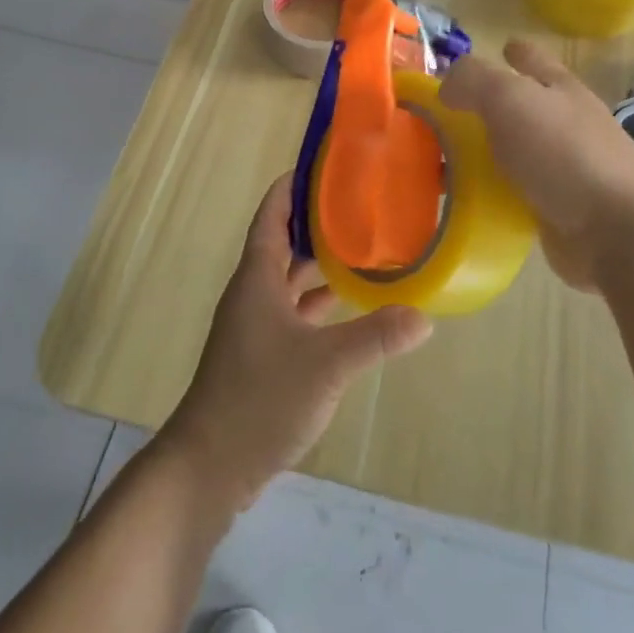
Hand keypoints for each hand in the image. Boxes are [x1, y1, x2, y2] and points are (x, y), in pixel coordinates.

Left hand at [160, 174, 432, 509]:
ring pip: (288, 280)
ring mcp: (255, 327)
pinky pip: (293, 312)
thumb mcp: (326, 364)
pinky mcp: (262, 356)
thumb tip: (423, 316)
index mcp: (257, 278)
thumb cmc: (260, 398)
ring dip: (318, 264)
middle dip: (315, 222)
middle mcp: (253, 294)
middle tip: (359, 206)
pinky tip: (347, 307)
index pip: (272, 215)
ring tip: (362, 248)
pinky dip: (317, 303)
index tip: (324, 167)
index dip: (292, 187)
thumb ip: (376, 337)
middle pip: (282, 243)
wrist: (210, 465)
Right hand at [440, 39, 633, 291]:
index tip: (497, 50)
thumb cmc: (563, 152)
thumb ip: (473, 81)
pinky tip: (467, 199)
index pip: (534, 59)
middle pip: (523, 107)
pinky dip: (492, 193)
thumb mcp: (509, 98)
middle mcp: (566, 124)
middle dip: (490, 107)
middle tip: (446, 115)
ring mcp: (566, 169)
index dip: (515, 52)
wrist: (615, 230)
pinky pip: (515, 193)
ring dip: (486, 154)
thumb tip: (447, 88)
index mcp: (560, 89)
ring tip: (444, 160)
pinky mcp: (559, 209)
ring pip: (516, 152)